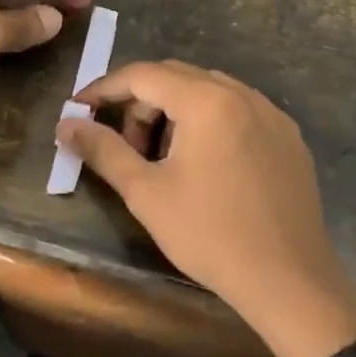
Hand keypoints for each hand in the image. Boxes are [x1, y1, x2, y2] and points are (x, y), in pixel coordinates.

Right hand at [57, 61, 355, 356]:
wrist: (288, 281)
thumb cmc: (209, 234)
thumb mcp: (146, 193)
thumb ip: (103, 150)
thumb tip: (66, 124)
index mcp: (207, 101)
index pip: (143, 75)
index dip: (104, 88)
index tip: (78, 110)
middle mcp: (243, 94)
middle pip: (177, 77)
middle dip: (140, 103)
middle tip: (125, 146)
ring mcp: (272, 115)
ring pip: (209, 92)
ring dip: (175, 112)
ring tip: (163, 159)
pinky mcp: (289, 138)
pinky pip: (238, 111)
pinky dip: (209, 122)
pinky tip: (205, 165)